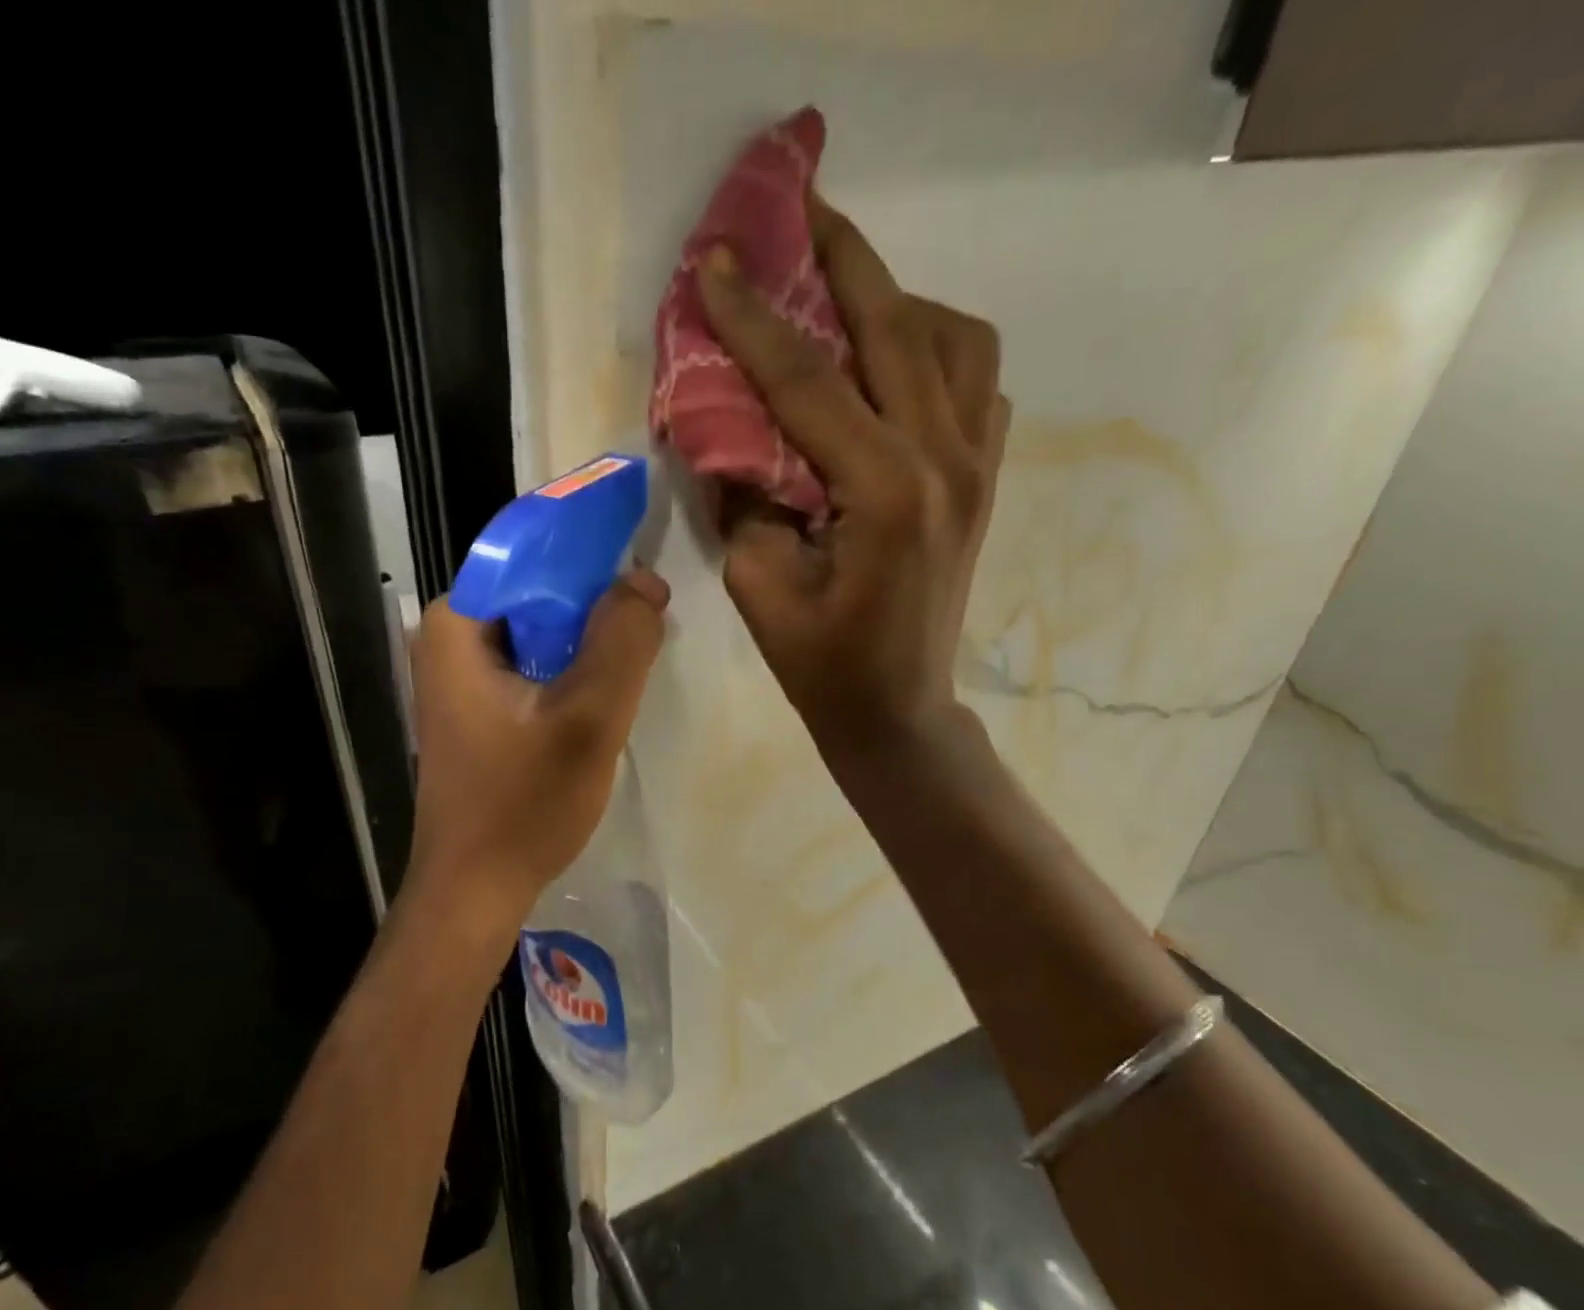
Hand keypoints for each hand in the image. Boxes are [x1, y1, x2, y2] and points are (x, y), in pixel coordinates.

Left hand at [406, 568, 669, 918]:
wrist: (475, 887)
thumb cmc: (524, 804)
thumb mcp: (589, 718)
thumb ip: (623, 640)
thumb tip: (645, 580)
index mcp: (457, 622)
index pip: (529, 548)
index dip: (589, 545)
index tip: (642, 555)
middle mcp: (449, 636)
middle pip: (536, 589)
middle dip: (594, 598)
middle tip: (650, 617)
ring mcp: (458, 672)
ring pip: (539, 627)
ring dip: (587, 636)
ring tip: (637, 651)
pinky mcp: (475, 704)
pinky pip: (532, 661)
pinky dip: (569, 666)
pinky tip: (604, 690)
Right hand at [698, 197, 1009, 762]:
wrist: (899, 708)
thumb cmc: (823, 665)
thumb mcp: (760, 586)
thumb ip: (747, 498)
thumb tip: (737, 434)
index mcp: (886, 493)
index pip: (810, 382)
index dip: (754, 320)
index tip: (714, 261)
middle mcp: (946, 459)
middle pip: (896, 327)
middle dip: (841, 260)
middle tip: (798, 209)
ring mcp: (979, 463)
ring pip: (954, 338)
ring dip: (896, 301)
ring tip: (843, 300)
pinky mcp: (986, 476)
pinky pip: (975, 380)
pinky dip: (935, 349)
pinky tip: (891, 366)